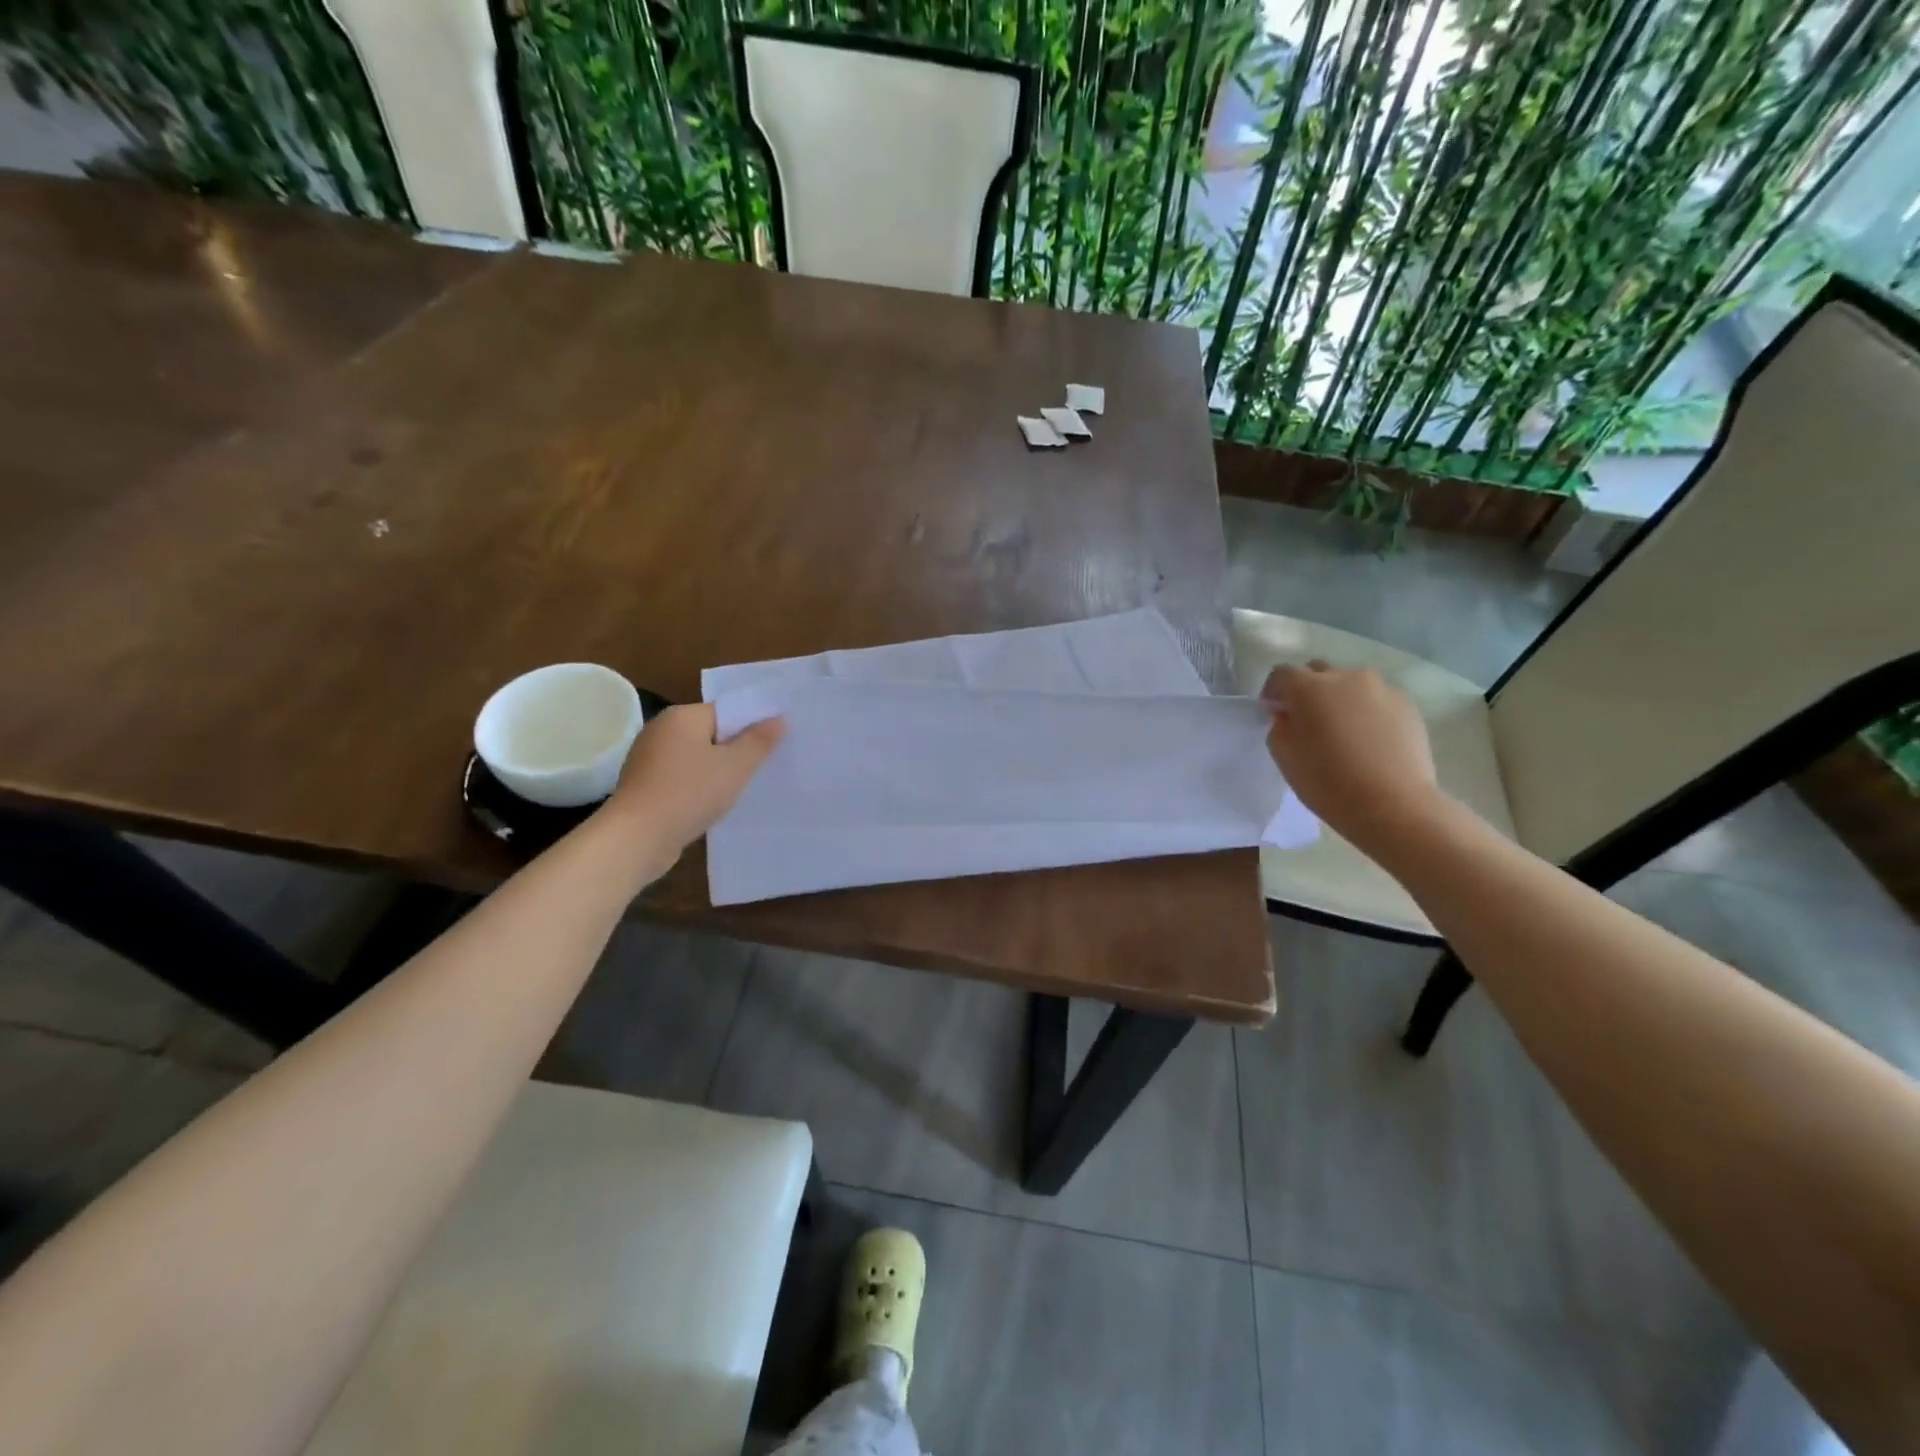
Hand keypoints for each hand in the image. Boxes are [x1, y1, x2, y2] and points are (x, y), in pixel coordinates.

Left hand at [603, 703, 784, 869]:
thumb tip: (778, 719)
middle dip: (736, 750)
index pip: (726, 711)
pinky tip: (715, 804)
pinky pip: (682, 778)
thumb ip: (759, 741)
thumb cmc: (690, 793)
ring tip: (744, 788)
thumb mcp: (735, 766)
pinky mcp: (644, 786)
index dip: (752, 726)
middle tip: (766, 767)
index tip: (775, 744)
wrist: (637, 838)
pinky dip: (699, 787)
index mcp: (682, 717)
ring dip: (718, 771)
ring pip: (696, 758)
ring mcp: (648, 759)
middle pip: (710, 734)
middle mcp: (661, 730)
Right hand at [1261, 661, 1441, 852]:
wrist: (1392, 804)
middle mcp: (1346, 677)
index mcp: (1309, 687)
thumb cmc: (1327, 781)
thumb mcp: (1284, 754)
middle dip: (1308, 690)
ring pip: (1351, 684)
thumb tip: (1290, 714)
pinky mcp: (1407, 705)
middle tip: (1308, 721)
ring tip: (1344, 731)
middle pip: (1319, 672)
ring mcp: (1381, 688)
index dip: (1274, 691)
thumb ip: (1281, 724)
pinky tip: (1369, 740)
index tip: (1274, 713)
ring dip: (1340, 699)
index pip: (1282, 674)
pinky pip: (1377, 700)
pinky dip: (1367, 712)